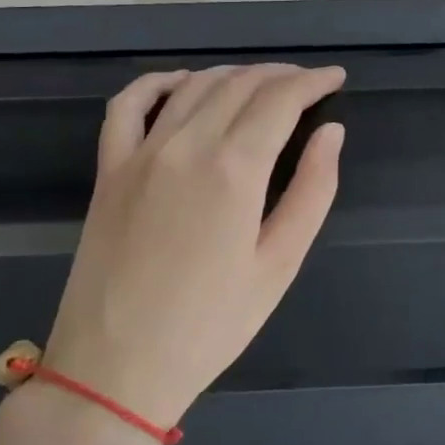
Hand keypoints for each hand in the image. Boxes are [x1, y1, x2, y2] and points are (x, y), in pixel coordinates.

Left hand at [44, 64, 345, 425]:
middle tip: (307, 83)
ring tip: (261, 83)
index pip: (280, 99)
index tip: (336, 78)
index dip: (313, 82)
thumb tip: (332, 132)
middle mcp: (187, 145)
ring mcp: (141, 153)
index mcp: (234, 169)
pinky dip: (158, 82)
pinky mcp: (109, 169)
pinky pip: (127, 105)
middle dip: (281, 75)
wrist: (115, 369)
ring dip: (233, 74)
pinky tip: (181, 82)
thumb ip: (312, 190)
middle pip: (240, 84)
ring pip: (193, 86)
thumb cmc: (210, 325)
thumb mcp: (279, 265)